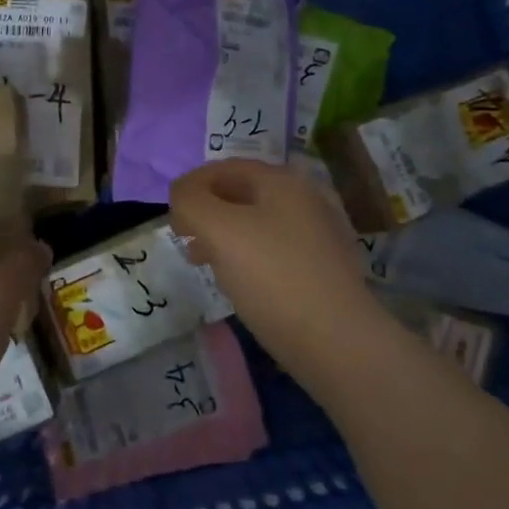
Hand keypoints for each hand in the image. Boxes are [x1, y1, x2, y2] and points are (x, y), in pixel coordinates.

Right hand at [169, 159, 378, 391]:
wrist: (336, 341)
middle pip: (242, 194)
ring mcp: (316, 235)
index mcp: (282, 181)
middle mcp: (304, 199)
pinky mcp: (320, 269)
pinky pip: (273, 250)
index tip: (171, 216)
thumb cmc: (272, 276)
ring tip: (203, 261)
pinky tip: (237, 282)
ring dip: (223, 236)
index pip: (226, 168)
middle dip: (207, 211)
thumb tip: (182, 195)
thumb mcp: (219, 230)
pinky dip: (247, 257)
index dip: (192, 185)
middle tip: (184, 238)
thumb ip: (191, 201)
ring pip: (256, 224)